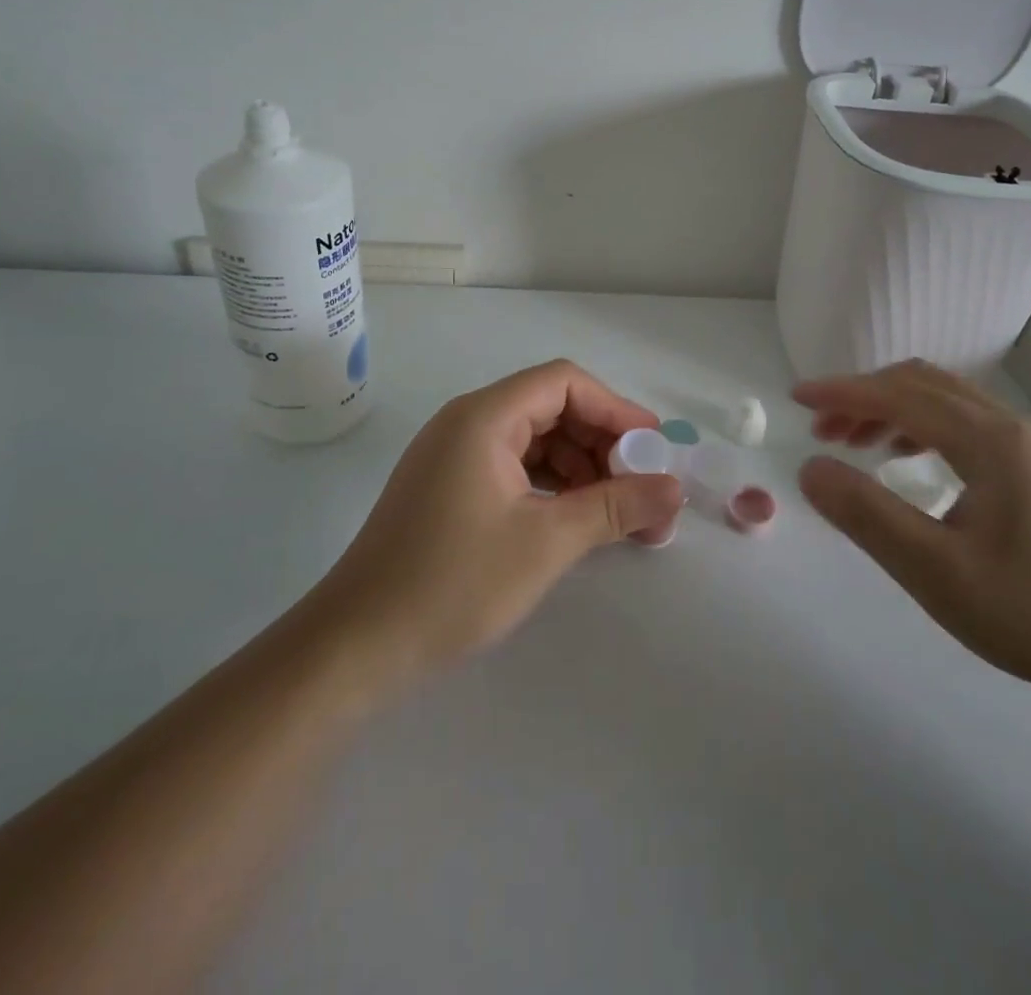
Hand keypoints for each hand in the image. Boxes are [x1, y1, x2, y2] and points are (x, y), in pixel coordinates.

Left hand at [314, 360, 681, 696]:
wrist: (356, 647)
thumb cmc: (454, 583)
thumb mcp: (547, 542)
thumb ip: (616, 507)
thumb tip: (674, 489)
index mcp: (484, 417)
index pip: (564, 383)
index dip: (615, 409)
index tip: (652, 449)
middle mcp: (466, 422)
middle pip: (550, 407)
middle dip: (600, 442)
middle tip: (639, 486)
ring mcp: (453, 455)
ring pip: (534, 439)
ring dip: (579, 466)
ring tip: (615, 510)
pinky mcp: (447, 487)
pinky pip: (513, 466)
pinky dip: (550, 485)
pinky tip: (573, 518)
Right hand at [795, 360, 1030, 697]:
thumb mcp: (935, 571)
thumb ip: (867, 515)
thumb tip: (810, 468)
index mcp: (990, 442)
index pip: (900, 396)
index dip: (842, 392)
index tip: (795, 396)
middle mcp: (1010, 428)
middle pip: (922, 385)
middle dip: (863, 397)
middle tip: (820, 429)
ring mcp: (1028, 446)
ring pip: (944, 401)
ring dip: (891, 409)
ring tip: (852, 442)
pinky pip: (964, 423)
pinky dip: (920, 426)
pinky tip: (905, 460)